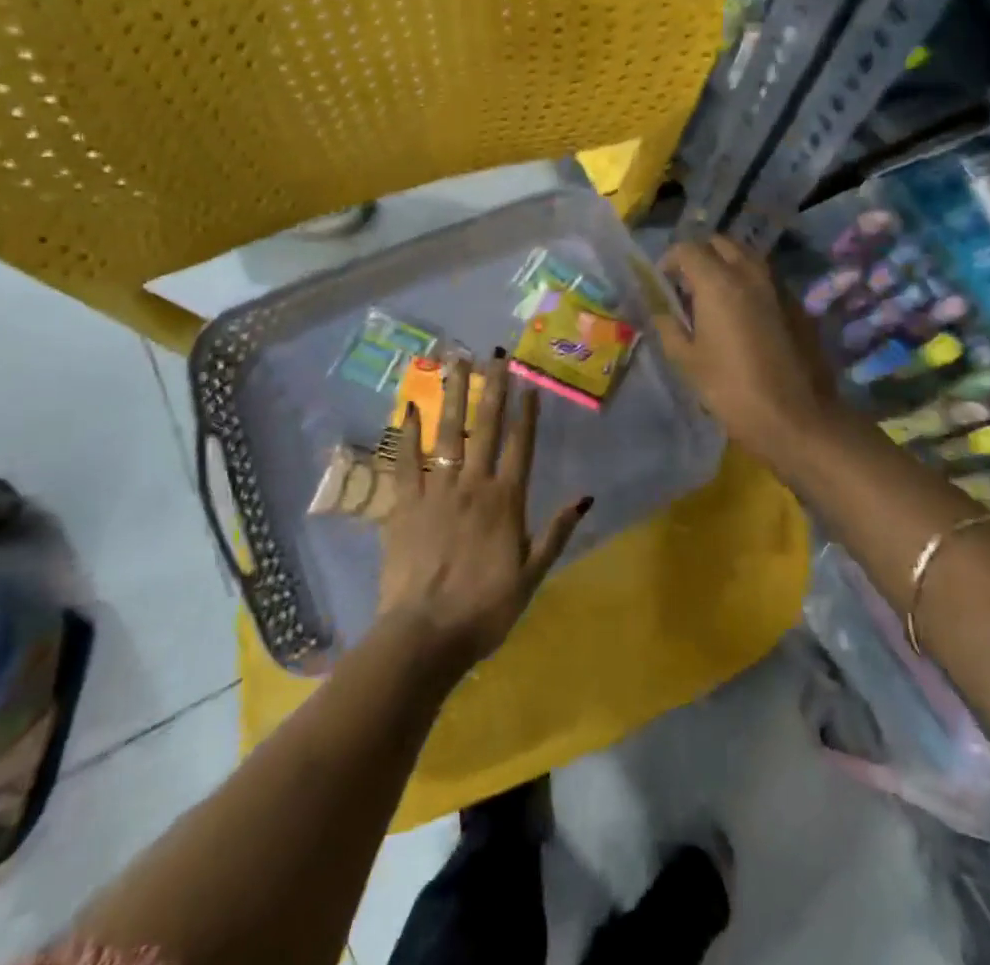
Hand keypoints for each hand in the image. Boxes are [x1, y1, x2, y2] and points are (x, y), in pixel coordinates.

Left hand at [376, 352, 589, 676]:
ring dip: (454, 395)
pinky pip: (405, 461)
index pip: (520, 445)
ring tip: (457, 362)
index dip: (526, 413)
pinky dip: (407, 434)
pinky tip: (409, 406)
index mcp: (506, 500)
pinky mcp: (404, 504)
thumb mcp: (532, 576)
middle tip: (496, 355)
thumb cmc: (485, 609)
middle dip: (492, 388)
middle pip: (485, 427)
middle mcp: (472, 484)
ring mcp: (436, 490)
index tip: (528, 383)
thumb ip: (556, 533)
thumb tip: (585, 496)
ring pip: (447, 433)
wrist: (425, 634)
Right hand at [657, 236, 843, 461]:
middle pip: (722, 243)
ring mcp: (778, 286)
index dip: (670, 261)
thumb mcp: (687, 360)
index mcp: (718, 282)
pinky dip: (749, 284)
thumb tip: (661, 310)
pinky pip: (767, 280)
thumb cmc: (731, 389)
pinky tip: (744, 316)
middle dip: (701, 255)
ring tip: (715, 297)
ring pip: (748, 257)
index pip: (688, 248)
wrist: (795, 416)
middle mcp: (750, 273)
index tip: (663, 283)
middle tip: (688, 285)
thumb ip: (669, 326)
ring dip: (728, 266)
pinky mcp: (797, 304)